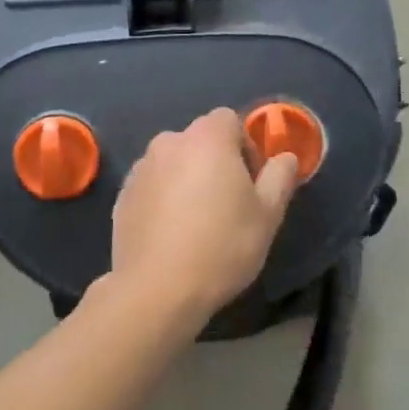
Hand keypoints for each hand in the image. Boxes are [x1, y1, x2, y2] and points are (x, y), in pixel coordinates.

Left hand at [110, 108, 299, 327]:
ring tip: (197, 222)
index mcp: (207, 138)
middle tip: (228, 204)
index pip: (229, 120)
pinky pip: (152, 186)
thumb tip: (286, 157)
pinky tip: (172, 234)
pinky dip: (163, 199)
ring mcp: (140, 169)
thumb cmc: (222, 246)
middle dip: (215, 163)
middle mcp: (169, 142)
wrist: (157, 289)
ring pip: (174, 164)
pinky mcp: (122, 196)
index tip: (251, 182)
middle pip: (199, 141)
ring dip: (187, 180)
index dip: (245, 147)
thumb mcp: (267, 215)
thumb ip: (279, 177)